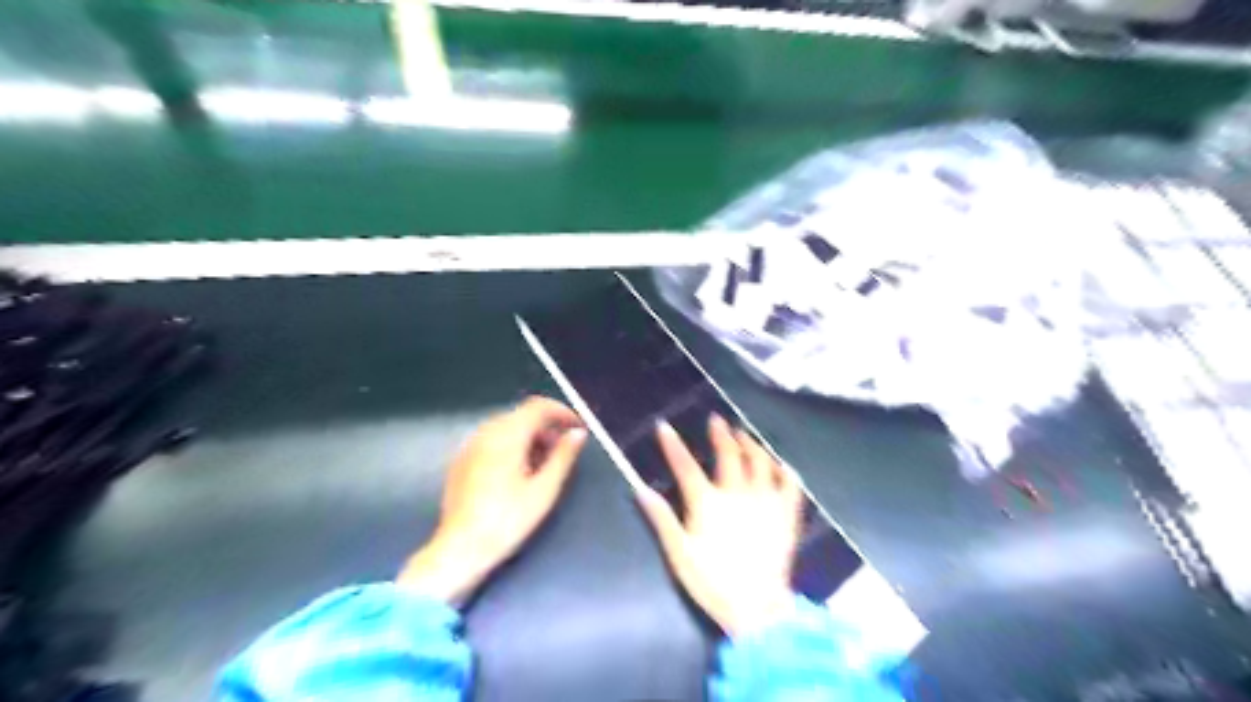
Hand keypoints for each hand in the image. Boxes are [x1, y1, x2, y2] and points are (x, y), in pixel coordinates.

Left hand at [397, 398, 590, 605]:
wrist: (460, 549)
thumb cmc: (507, 520)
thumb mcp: (544, 489)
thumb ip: (563, 456)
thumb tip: (577, 433)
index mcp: (507, 435)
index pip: (538, 407)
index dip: (562, 412)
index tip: (579, 427)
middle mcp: (486, 433)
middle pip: (522, 416)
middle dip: (547, 427)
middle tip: (565, 449)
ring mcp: (471, 446)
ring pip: (507, 428)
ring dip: (530, 437)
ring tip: (546, 464)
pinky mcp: (462, 461)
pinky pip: (492, 441)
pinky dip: (512, 446)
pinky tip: (520, 473)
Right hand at [635, 415, 799, 639]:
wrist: (757, 608)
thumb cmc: (712, 581)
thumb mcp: (679, 553)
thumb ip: (661, 519)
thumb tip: (640, 489)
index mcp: (708, 502)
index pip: (686, 466)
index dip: (673, 445)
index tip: (665, 426)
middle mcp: (737, 493)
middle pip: (729, 454)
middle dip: (721, 434)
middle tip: (717, 420)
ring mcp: (766, 501)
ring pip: (760, 461)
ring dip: (751, 444)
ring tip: (744, 435)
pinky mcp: (787, 514)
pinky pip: (791, 485)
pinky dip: (786, 471)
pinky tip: (782, 464)